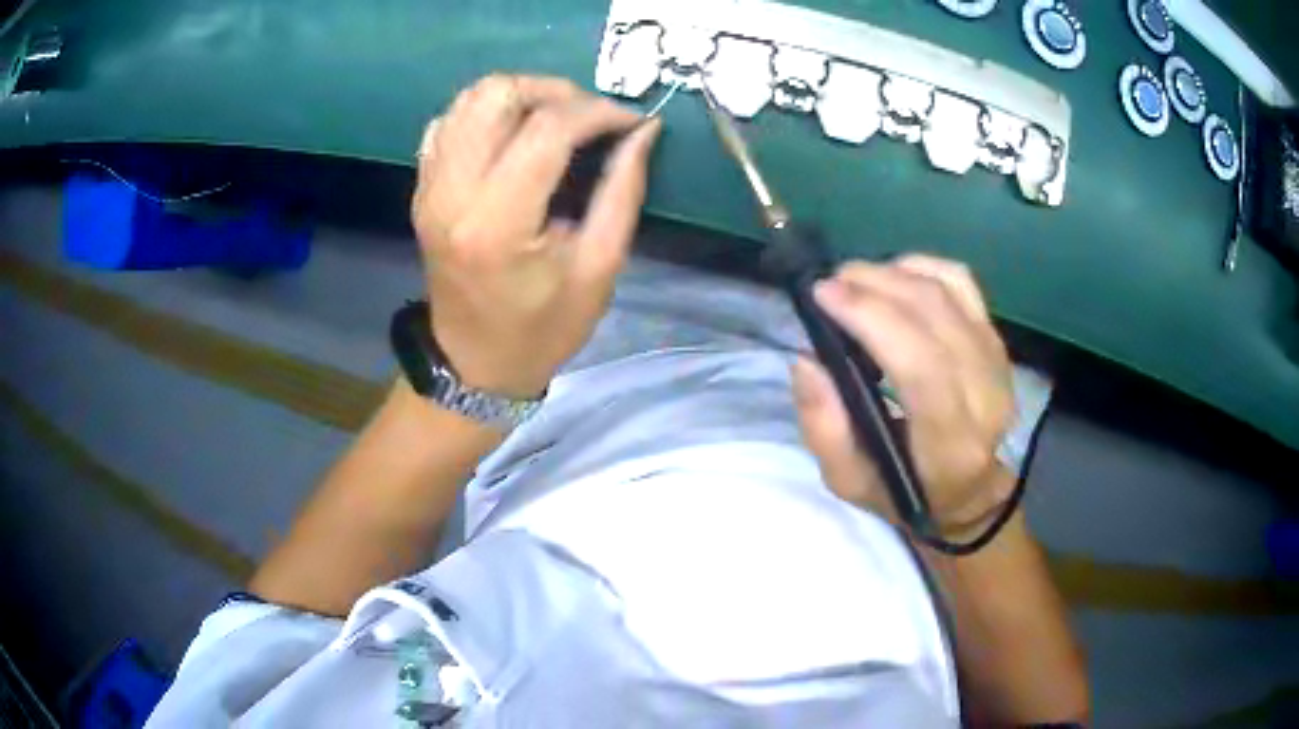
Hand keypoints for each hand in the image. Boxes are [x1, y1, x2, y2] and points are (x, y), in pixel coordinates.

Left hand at [411, 74, 660, 397]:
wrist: (474, 362)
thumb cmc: (543, 328)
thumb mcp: (599, 269)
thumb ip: (623, 191)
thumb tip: (643, 131)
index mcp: (497, 223)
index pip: (547, 129)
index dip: (597, 112)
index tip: (631, 122)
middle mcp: (451, 193)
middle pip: (496, 95)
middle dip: (554, 91)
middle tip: (590, 118)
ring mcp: (429, 187)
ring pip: (469, 100)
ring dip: (521, 96)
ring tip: (557, 121)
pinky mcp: (423, 188)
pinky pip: (450, 122)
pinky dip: (487, 114)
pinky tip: (515, 136)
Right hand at [792, 255, 1016, 540]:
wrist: (968, 490)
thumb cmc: (904, 491)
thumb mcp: (849, 481)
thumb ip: (824, 428)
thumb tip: (808, 360)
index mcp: (950, 445)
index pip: (921, 366)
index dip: (872, 319)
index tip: (823, 296)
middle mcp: (985, 397)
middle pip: (934, 315)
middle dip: (873, 285)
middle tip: (829, 284)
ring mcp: (997, 362)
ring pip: (947, 291)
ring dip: (893, 273)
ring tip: (855, 280)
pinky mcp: (996, 339)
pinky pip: (961, 282)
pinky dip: (922, 267)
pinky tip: (894, 276)